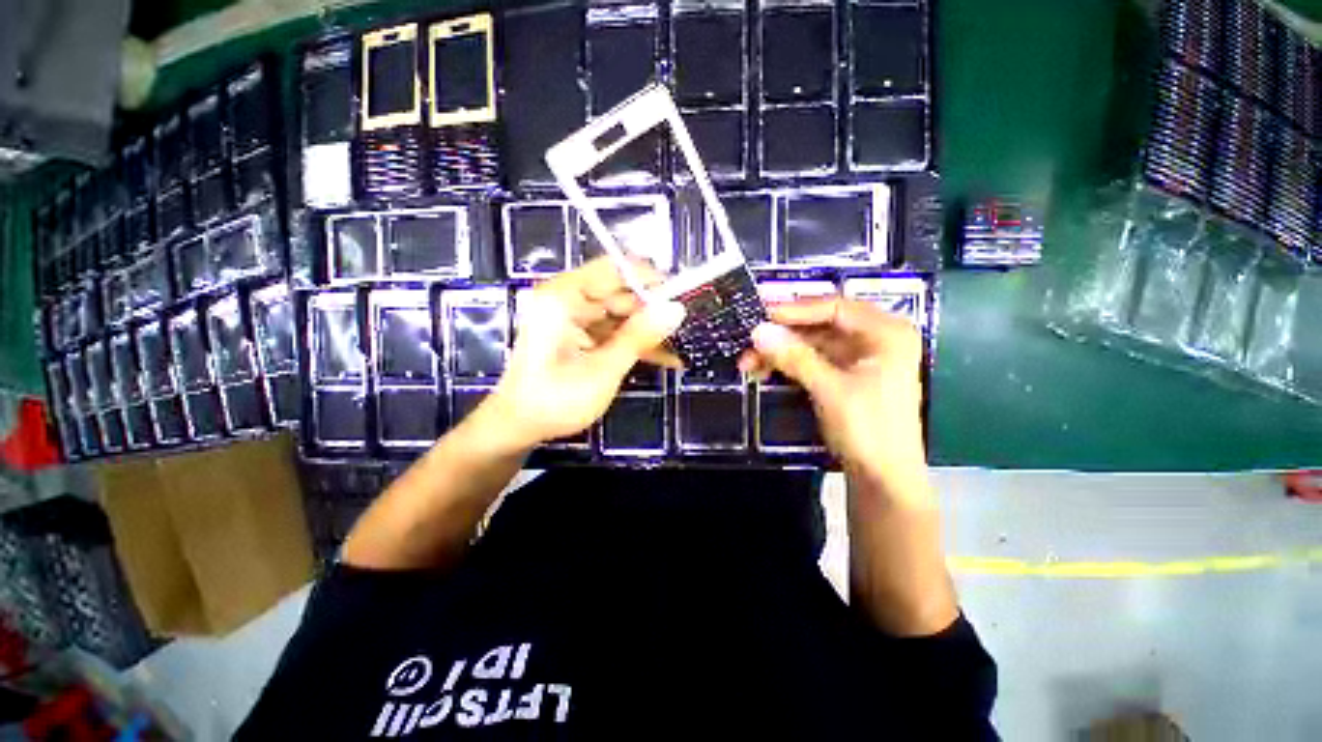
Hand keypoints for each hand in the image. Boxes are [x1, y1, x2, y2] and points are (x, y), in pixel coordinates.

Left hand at [480, 258, 684, 450]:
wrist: (520, 427)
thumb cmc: (556, 399)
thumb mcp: (603, 369)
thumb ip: (639, 336)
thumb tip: (676, 309)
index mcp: (563, 297)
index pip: (612, 269)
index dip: (647, 277)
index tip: (679, 293)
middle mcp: (567, 300)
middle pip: (619, 292)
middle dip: (652, 311)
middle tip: (684, 327)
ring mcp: (573, 318)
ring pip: (621, 314)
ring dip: (648, 332)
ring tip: (679, 346)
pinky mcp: (579, 335)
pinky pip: (614, 331)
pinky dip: (635, 344)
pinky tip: (664, 358)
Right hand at [739, 297, 927, 495]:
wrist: (884, 480)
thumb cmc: (868, 430)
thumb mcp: (829, 389)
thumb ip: (794, 356)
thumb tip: (758, 330)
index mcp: (886, 333)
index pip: (835, 307)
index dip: (796, 309)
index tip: (761, 313)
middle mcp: (875, 339)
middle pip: (821, 325)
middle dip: (783, 335)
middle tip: (749, 341)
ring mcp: (860, 359)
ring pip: (813, 345)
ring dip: (781, 351)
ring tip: (749, 362)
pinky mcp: (846, 377)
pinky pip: (813, 361)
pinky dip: (789, 364)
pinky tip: (765, 370)